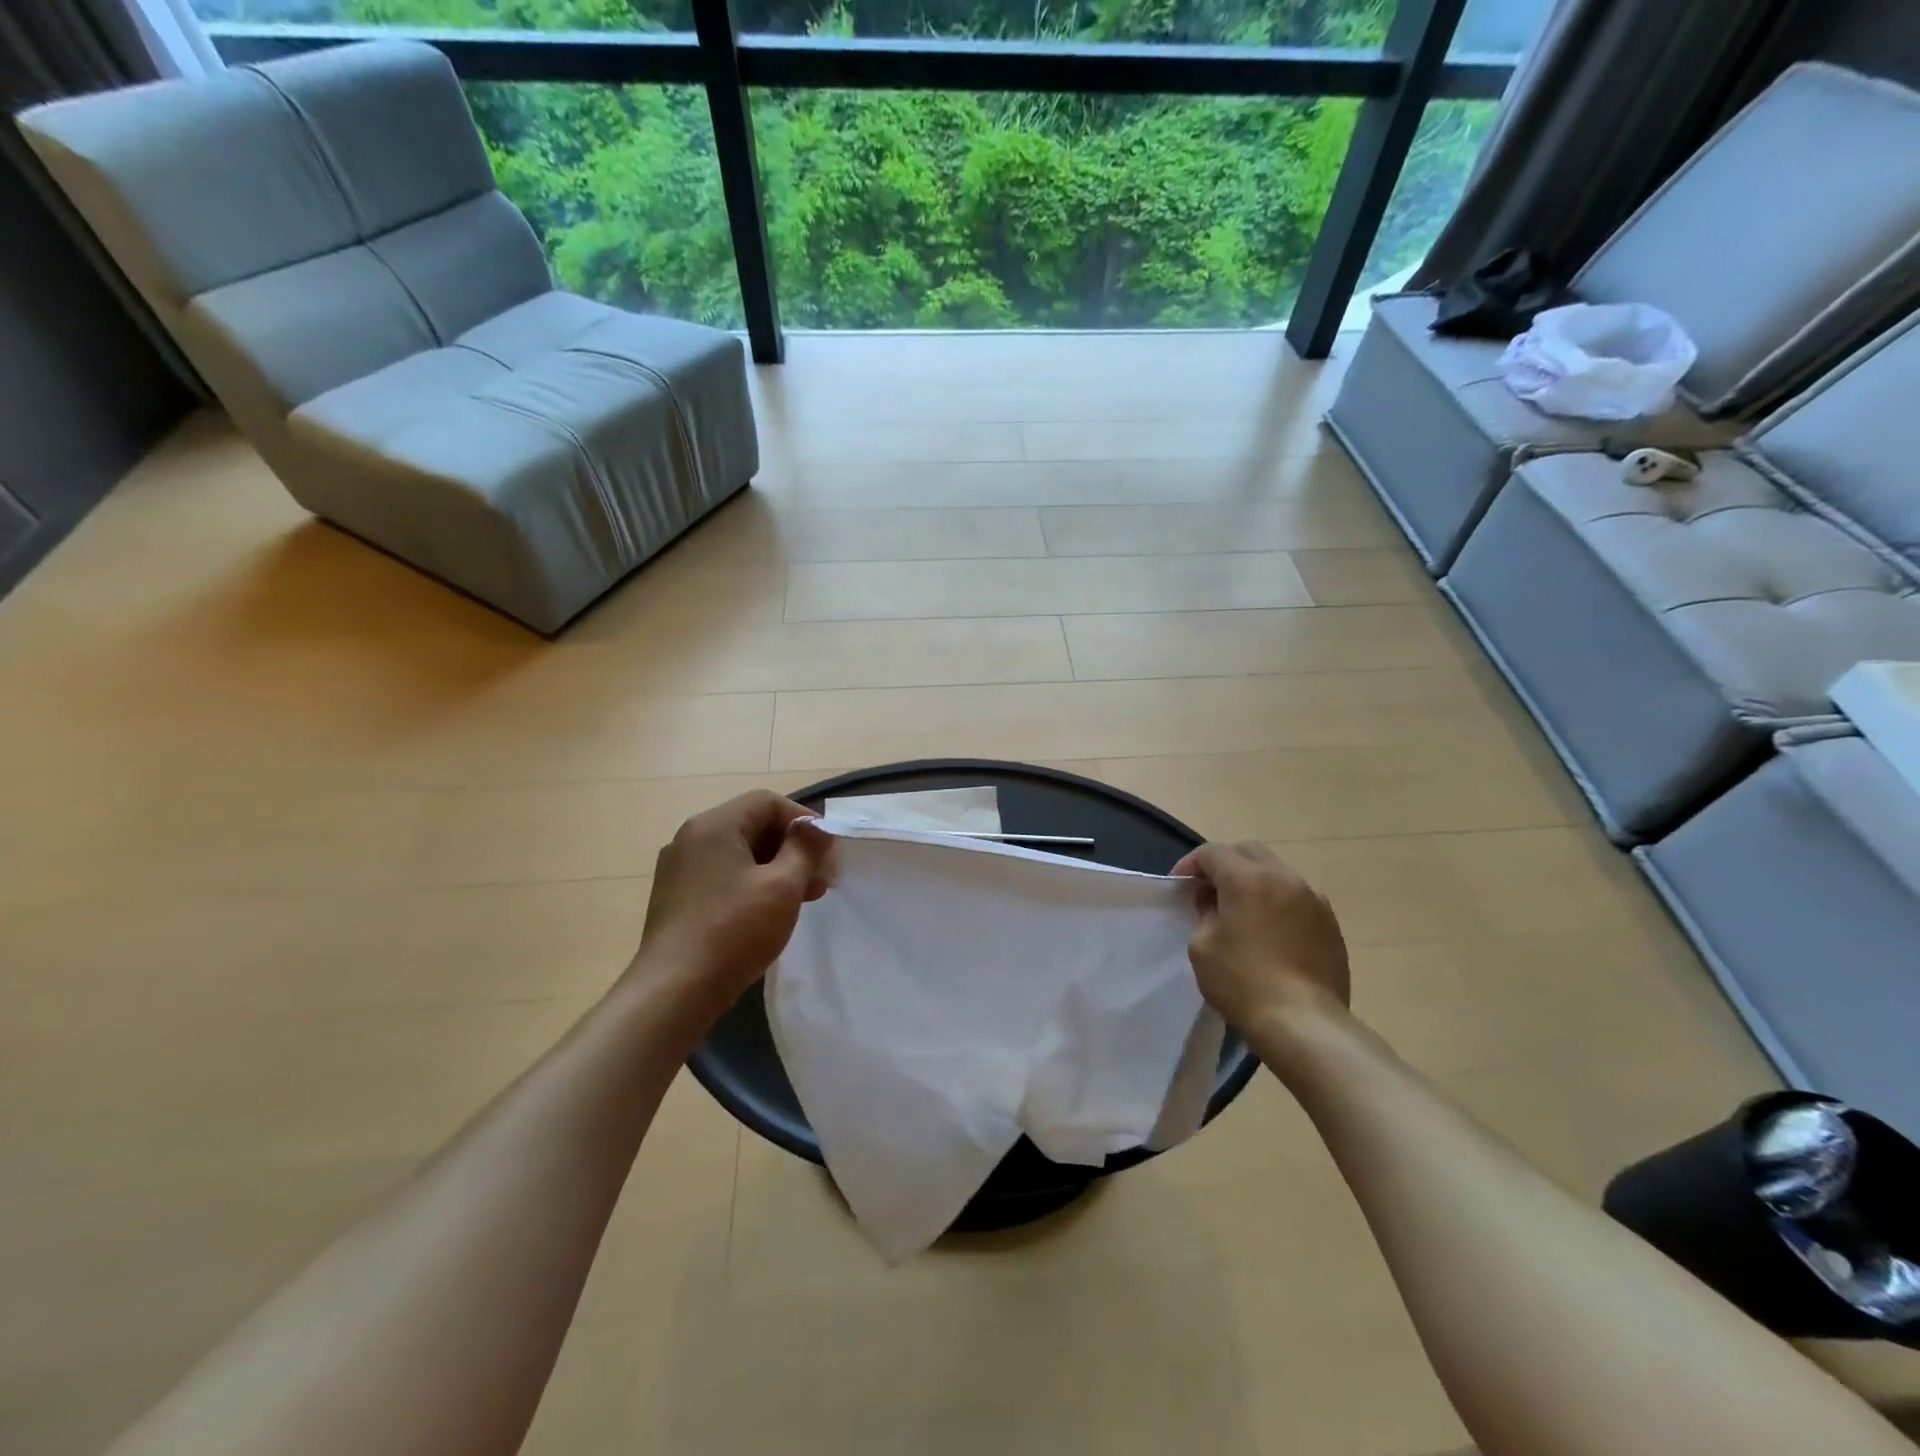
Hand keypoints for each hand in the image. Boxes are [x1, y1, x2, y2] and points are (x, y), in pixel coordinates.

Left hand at [636, 791, 832, 1016]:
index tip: (827, 851)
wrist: (673, 991)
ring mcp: (678, 869)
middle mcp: (691, 838)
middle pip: (752, 825)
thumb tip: (817, 829)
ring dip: (775, 868)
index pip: (767, 802)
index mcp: (714, 825)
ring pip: (738, 853)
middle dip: (792, 847)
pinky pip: (721, 875)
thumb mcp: (783, 886)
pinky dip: (751, 884)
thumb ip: (805, 849)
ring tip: (802, 899)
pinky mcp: (676, 897)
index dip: (803, 820)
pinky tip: (768, 912)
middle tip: (820, 879)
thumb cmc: (734, 931)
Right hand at [1172, 842, 1349, 1035]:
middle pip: (1248, 852)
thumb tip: (1215, 902)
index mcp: (1247, 878)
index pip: (1212, 853)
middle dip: (1225, 864)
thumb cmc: (1242, 982)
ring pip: (1277, 872)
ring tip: (1241, 910)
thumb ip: (1205, 913)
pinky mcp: (1330, 923)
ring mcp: (1313, 899)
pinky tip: (1270, 930)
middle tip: (1209, 890)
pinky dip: (1278, 901)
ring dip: (1254, 881)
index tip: (1180, 886)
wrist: (1304, 1023)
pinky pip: (1297, 897)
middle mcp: (1283, 877)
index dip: (1191, 864)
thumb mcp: (1202, 946)